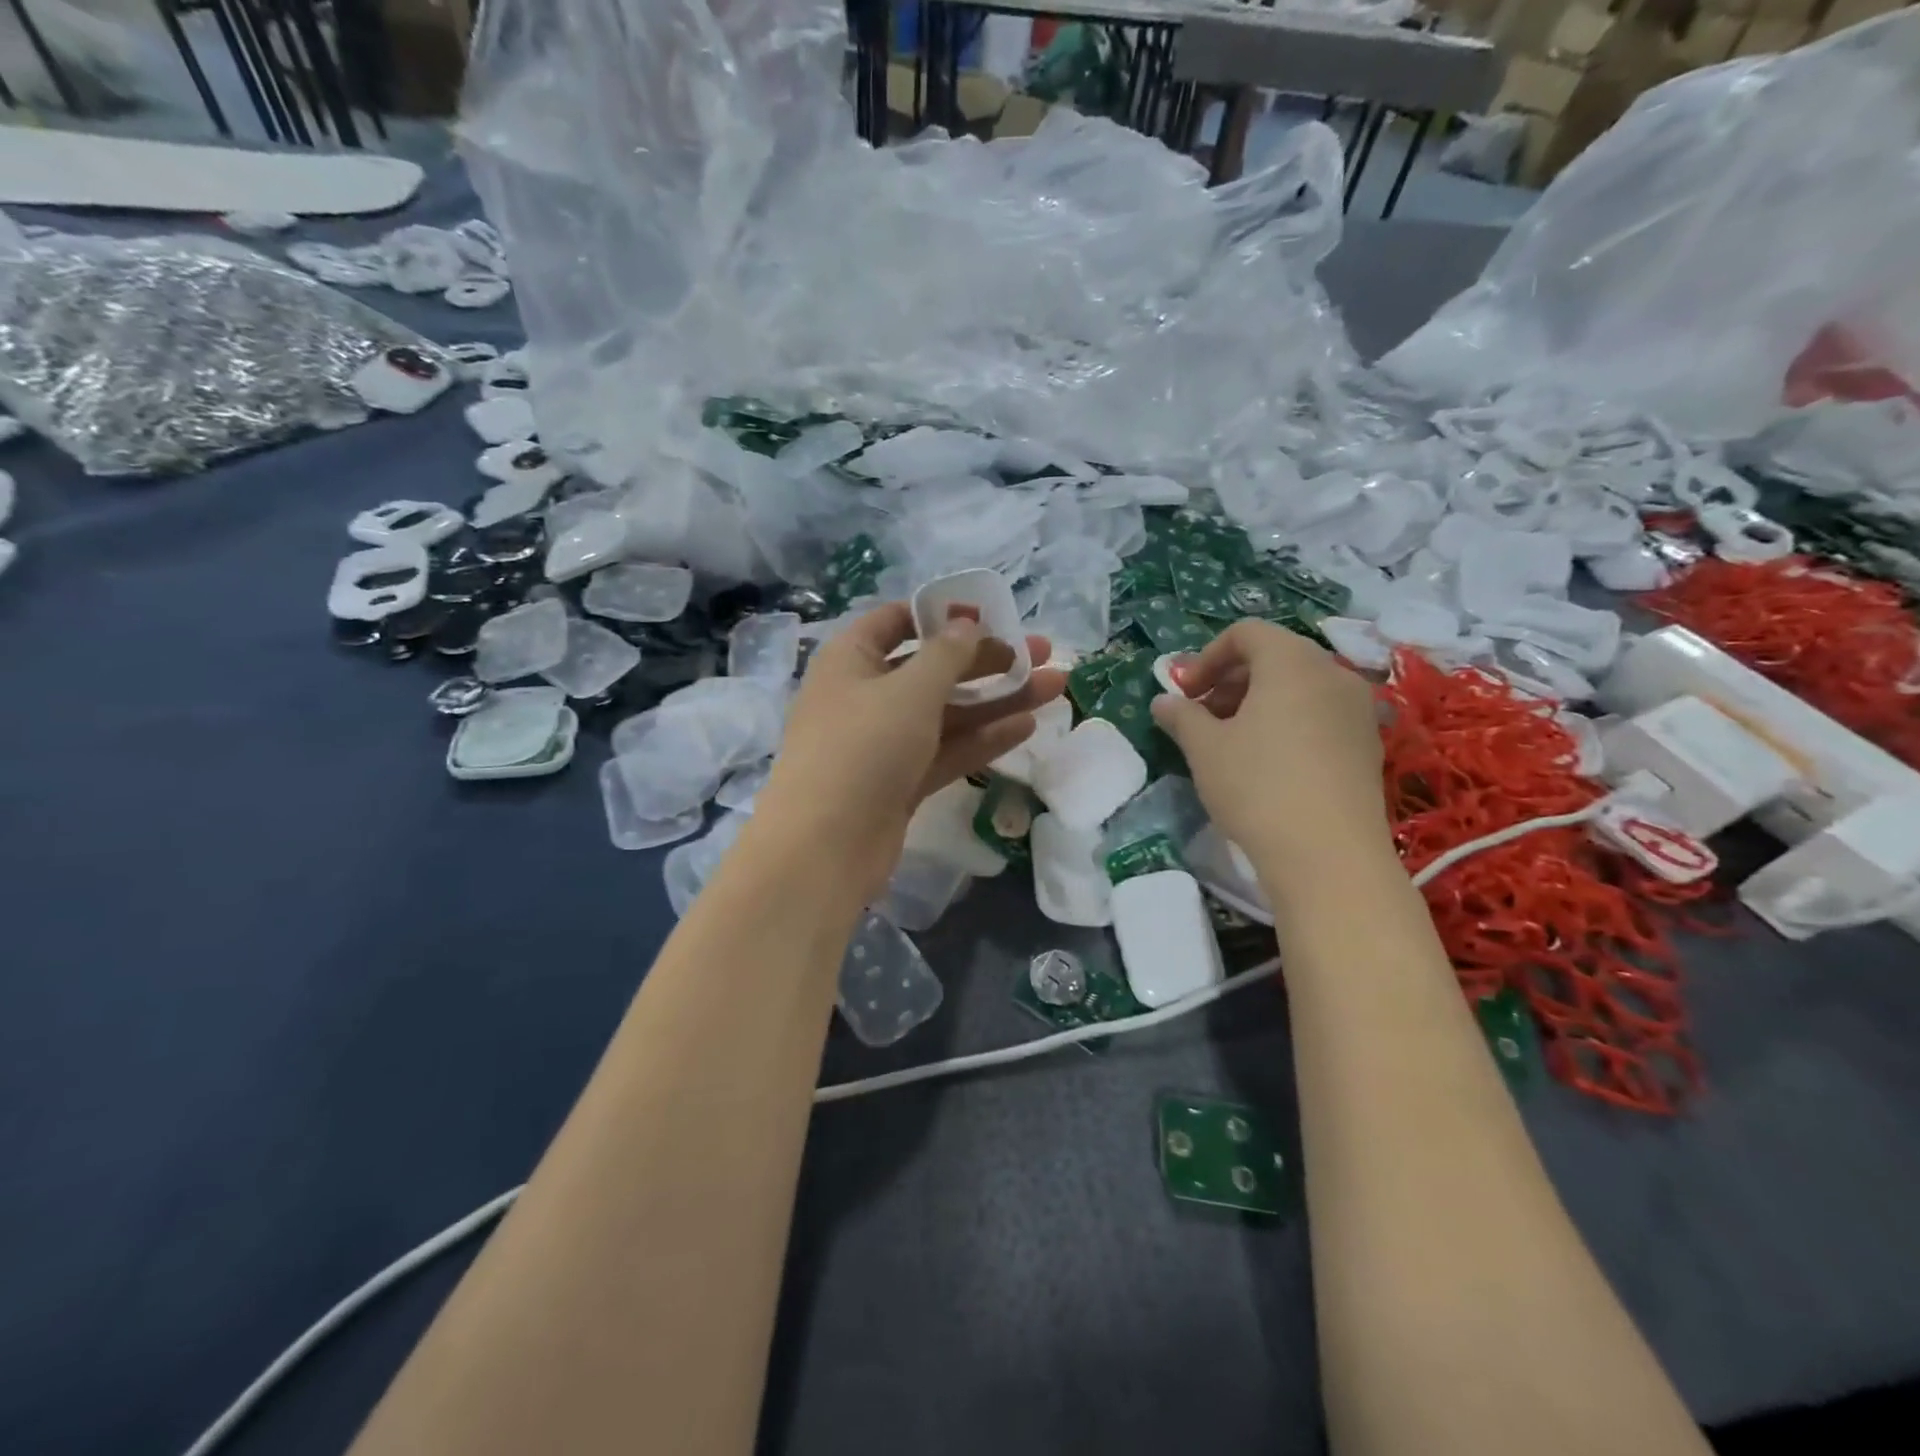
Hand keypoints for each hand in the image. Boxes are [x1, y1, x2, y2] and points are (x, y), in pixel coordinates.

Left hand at [755, 601, 1066, 899]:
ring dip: (997, 699)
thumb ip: (947, 654)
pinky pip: (946, 750)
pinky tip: (1026, 726)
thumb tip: (968, 624)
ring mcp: (884, 743)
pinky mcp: (901, 782)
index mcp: (852, 659)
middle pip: (933, 669)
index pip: (898, 621)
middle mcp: (866, 695)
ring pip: (947, 712)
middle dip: (988, 660)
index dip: (944, 616)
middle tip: (1042, 652)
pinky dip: (983, 738)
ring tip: (1054, 686)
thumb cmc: (862, 747)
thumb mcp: (909, 690)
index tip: (992, 617)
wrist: (824, 848)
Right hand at [1151, 620, 1390, 891]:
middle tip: (1202, 717)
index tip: (1185, 694)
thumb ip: (1181, 716)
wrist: (1329, 855)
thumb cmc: (1257, 786)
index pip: (1246, 633)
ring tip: (1231, 742)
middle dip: (1230, 680)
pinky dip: (1288, 722)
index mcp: (1292, 662)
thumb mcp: (1204, 748)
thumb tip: (1164, 702)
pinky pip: (1320, 715)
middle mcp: (1332, 674)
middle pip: (1274, 657)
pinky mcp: (1367, 745)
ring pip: (1299, 688)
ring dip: (1258, 703)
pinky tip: (1268, 763)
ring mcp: (1357, 710)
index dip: (1207, 656)